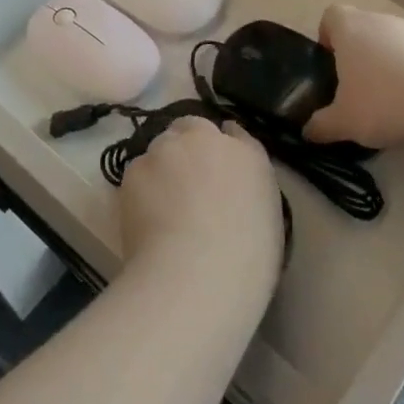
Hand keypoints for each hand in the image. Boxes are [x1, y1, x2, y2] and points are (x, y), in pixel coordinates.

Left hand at [118, 118, 283, 300]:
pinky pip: (137, 171)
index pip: (232, 133)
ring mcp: (168, 149)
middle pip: (190, 129)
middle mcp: (207, 139)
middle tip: (185, 185)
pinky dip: (140, 188)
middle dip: (186, 147)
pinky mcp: (136, 168)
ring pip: (160, 148)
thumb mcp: (267, 219)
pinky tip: (145, 217)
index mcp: (246, 153)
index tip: (215, 167)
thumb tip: (231, 174)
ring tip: (161, 205)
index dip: (220, 148)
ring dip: (162, 165)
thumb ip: (249, 185)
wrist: (198, 274)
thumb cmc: (246, 259)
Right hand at [307, 5, 403, 150]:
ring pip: (392, 42)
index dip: (328, 36)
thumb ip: (322, 125)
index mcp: (350, 29)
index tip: (331, 62)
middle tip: (356, 89)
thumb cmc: (383, 101)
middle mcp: (380, 21)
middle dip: (358, 55)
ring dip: (388, 64)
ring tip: (390, 101)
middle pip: (363, 28)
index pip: (331, 15)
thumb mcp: (344, 121)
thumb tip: (308, 132)